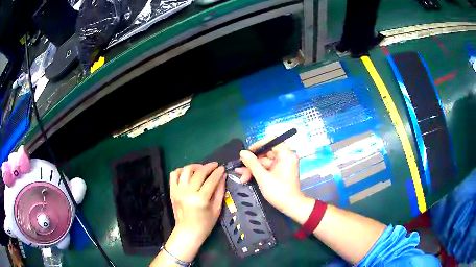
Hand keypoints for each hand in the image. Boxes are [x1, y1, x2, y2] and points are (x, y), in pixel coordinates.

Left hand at [166, 162, 225, 261]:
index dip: (218, 172)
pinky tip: (188, 173)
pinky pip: (174, 175)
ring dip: (195, 166)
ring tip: (202, 168)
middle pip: (198, 173)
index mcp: (200, 199)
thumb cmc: (205, 224)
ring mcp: (178, 191)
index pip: (211, 180)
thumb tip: (223, 176)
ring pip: (185, 170)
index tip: (222, 168)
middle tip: (215, 165)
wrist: (187, 232)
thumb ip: (220, 191)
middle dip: (208, 166)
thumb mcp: (216, 209)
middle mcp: (188, 193)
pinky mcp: (172, 191)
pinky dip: (181, 170)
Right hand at [235, 140, 312, 220]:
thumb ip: (252, 163)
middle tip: (240, 166)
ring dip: (252, 169)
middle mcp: (285, 157)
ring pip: (264, 162)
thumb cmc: (279, 191)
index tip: (248, 151)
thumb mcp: (263, 177)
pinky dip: (257, 172)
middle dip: (252, 161)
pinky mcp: (278, 172)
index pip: (272, 141)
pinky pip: (266, 168)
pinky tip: (246, 177)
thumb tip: (242, 152)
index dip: (259, 144)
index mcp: (286, 155)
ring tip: (241, 176)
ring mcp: (281, 165)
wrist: (290, 206)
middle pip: (266, 153)